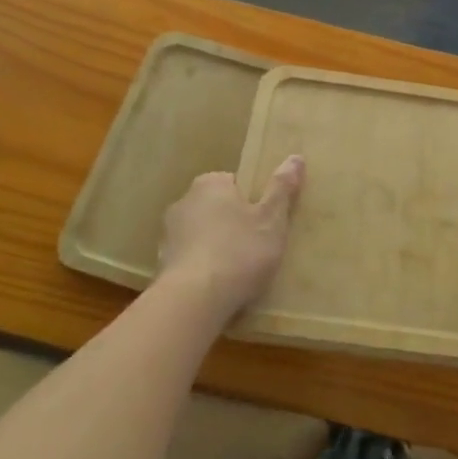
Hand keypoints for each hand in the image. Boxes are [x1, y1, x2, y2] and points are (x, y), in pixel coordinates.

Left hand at [158, 156, 303, 320]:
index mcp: (210, 184)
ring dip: (216, 247)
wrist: (193, 301)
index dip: (252, 201)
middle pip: (216, 208)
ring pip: (201, 235)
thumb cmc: (239, 251)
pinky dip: (203, 269)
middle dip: (233, 223)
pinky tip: (218, 288)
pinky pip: (190, 260)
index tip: (265, 222)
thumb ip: (282, 188)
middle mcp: (183, 202)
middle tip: (257, 247)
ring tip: (239, 273)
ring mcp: (168, 235)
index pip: (234, 183)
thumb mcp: (272, 219)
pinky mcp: (161, 265)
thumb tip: (296, 157)